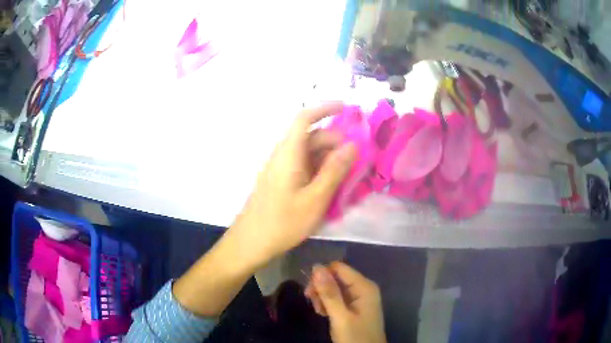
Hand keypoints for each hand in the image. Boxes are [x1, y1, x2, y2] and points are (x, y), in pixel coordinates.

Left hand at [227, 103, 355, 266]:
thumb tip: (353, 145)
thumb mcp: (315, 199)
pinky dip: (321, 169)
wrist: (250, 243)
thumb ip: (334, 171)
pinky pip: (304, 167)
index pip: (304, 118)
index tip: (347, 108)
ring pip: (309, 153)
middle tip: (359, 157)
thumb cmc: (282, 223)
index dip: (325, 108)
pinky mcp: (281, 181)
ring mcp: (281, 169)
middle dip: (336, 141)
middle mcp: (283, 156)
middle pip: (311, 137)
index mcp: (289, 154)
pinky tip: (333, 185)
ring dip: (330, 157)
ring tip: (351, 173)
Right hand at [305, 262, 385, 342]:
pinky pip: (337, 298)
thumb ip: (329, 293)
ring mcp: (359, 298)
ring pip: (334, 288)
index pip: (338, 267)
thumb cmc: (355, 337)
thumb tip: (316, 267)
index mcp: (364, 286)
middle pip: (336, 277)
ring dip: (323, 298)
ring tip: (319, 311)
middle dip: (321, 289)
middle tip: (313, 303)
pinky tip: (323, 313)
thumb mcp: (340, 317)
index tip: (309, 291)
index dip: (322, 275)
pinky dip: (328, 304)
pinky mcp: (354, 307)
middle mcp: (363, 288)